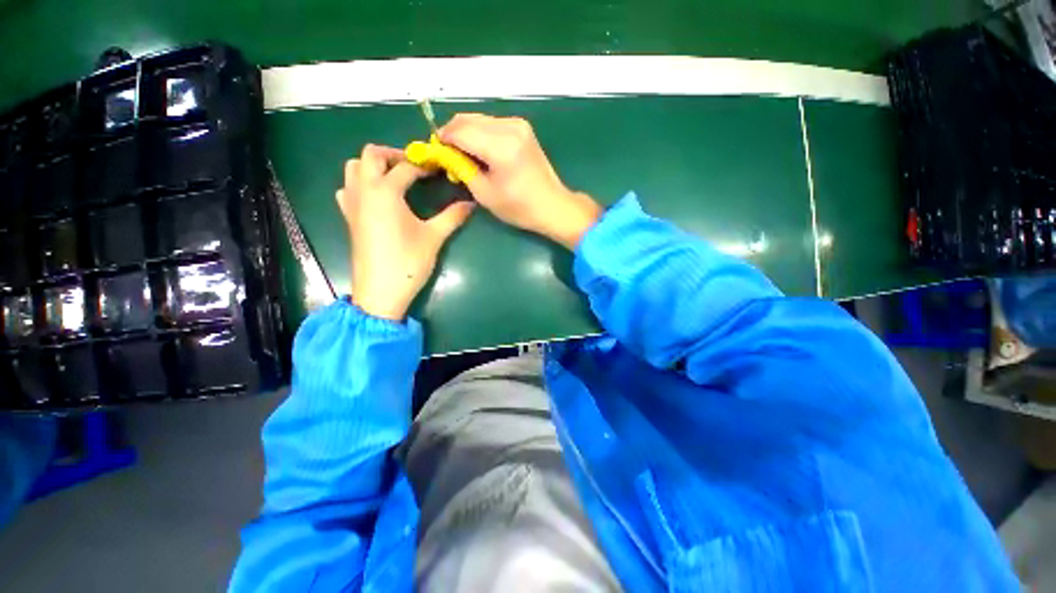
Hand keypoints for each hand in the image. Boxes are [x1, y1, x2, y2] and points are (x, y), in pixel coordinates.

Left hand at [336, 144, 474, 320]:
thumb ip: (452, 216)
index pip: (406, 167)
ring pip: (354, 168)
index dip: (425, 165)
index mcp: (385, 191)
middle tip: (415, 168)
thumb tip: (471, 203)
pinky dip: (360, 184)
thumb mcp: (434, 237)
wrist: (381, 290)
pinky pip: (347, 188)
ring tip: (396, 179)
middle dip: (394, 155)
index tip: (440, 169)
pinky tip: (377, 198)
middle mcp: (364, 190)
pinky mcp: (349, 217)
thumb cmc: (408, 261)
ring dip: (374, 166)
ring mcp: (352, 203)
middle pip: (371, 154)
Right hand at [439, 114, 601, 248]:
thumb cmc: (519, 207)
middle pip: (467, 119)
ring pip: (479, 119)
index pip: (459, 131)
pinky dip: (480, 133)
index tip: (434, 152)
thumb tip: (444, 153)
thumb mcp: (484, 193)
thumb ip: (461, 168)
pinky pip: (492, 123)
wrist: (553, 206)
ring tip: (464, 155)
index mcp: (500, 147)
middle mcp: (510, 127)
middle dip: (452, 134)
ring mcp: (518, 124)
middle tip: (447, 154)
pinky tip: (480, 151)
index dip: (442, 139)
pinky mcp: (523, 127)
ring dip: (466, 133)